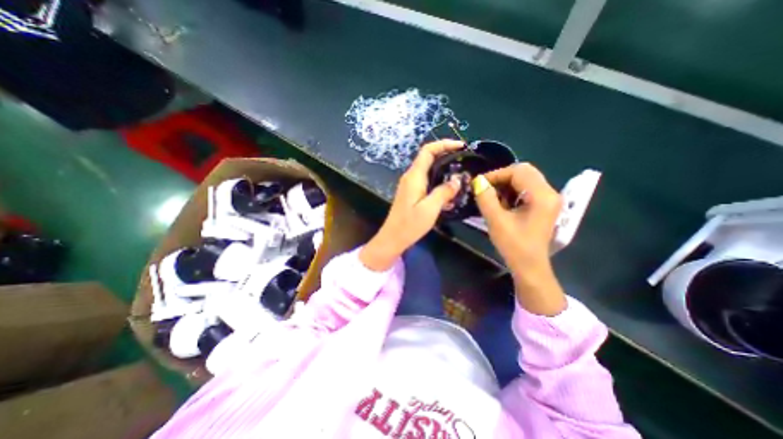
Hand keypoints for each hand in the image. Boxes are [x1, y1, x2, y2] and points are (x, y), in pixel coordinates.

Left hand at [360, 140, 462, 270]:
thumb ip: (444, 192)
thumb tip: (458, 180)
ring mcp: (410, 185)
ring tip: (460, 176)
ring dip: (444, 169)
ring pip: (428, 170)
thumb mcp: (430, 209)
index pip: (428, 151)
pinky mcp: (411, 193)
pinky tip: (449, 192)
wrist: (393, 238)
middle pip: (428, 158)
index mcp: (414, 176)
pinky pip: (427, 181)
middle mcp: (411, 177)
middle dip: (446, 155)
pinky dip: (439, 181)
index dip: (444, 144)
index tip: (461, 146)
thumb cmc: (409, 225)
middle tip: (464, 161)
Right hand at [474, 163, 565, 313]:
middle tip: (485, 188)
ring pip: (525, 179)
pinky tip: (502, 203)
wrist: (529, 267)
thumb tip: (478, 181)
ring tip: (492, 196)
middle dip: (501, 177)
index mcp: (542, 196)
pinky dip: (512, 191)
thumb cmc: (514, 246)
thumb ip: (486, 198)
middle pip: (524, 172)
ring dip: (506, 184)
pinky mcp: (544, 205)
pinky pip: (527, 189)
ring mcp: (549, 199)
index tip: (479, 184)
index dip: (496, 174)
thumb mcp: (496, 221)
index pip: (518, 171)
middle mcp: (550, 193)